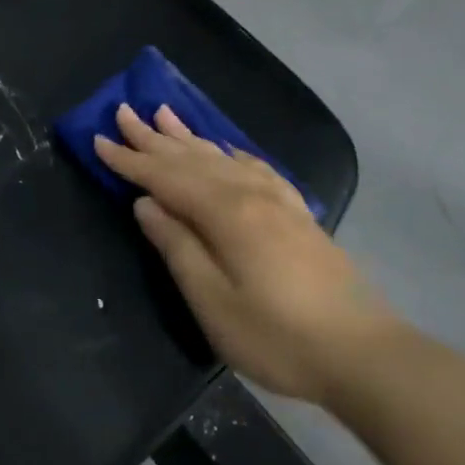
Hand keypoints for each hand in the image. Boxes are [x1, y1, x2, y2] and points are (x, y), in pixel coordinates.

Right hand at [93, 103, 402, 405]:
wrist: (365, 354)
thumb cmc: (278, 336)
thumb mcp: (213, 302)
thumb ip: (178, 247)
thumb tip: (147, 204)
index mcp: (225, 212)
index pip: (165, 177)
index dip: (129, 160)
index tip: (99, 139)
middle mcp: (250, 193)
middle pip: (191, 158)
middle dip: (153, 137)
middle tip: (123, 110)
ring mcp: (278, 200)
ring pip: (221, 156)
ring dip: (188, 136)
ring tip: (164, 113)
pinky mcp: (297, 213)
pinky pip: (254, 167)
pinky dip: (231, 152)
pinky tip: (226, 149)